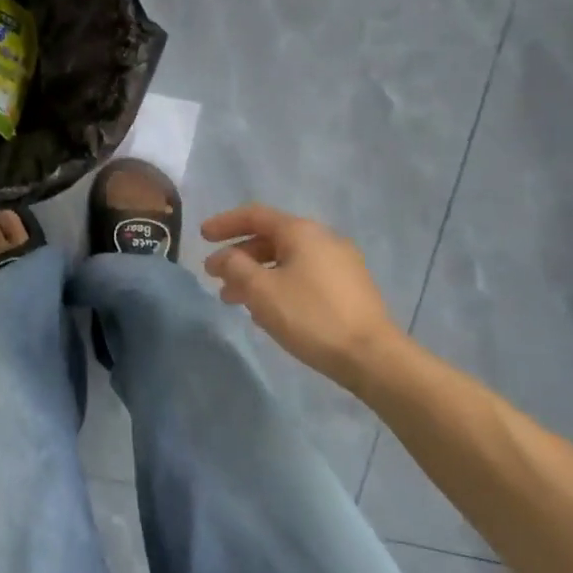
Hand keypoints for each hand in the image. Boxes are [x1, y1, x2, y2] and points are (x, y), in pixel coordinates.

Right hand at [203, 204, 400, 386]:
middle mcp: (323, 240)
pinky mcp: (348, 289)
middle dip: (238, 256)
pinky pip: (302, 276)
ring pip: (286, 261)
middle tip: (213, 275)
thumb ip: (236, 267)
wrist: (371, 356)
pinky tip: (266, 309)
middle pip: (270, 238)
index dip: (225, 224)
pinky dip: (277, 284)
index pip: (255, 215)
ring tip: (233, 299)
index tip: (201, 237)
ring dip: (255, 274)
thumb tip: (226, 257)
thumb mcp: (261, 290)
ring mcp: (340, 264)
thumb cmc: (310, 316)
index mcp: (302, 232)